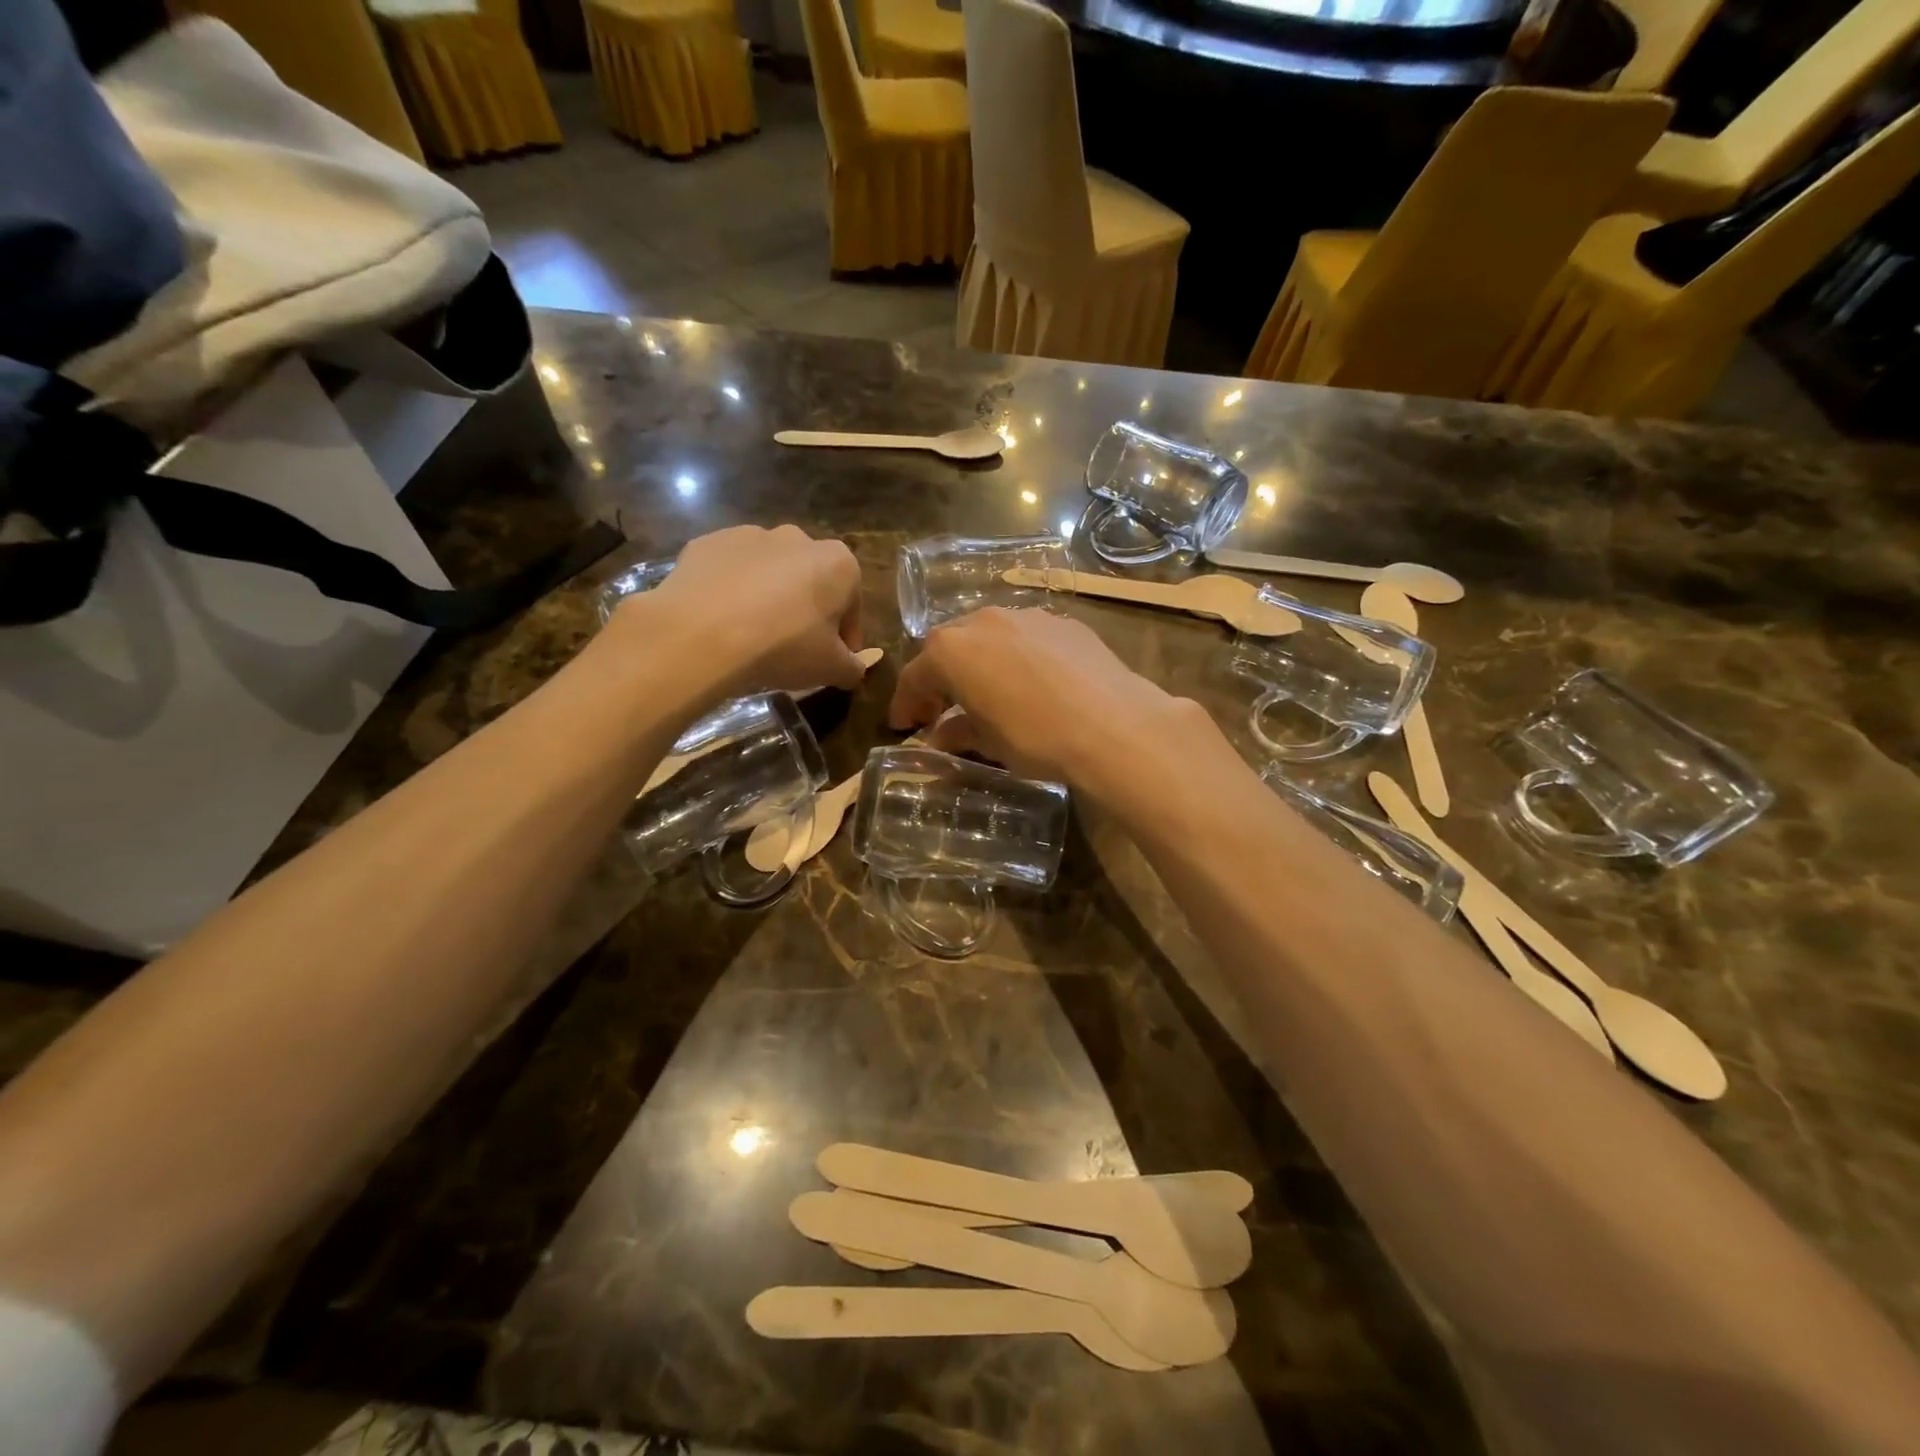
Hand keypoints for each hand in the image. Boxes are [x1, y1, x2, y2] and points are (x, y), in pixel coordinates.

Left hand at [626, 524, 864, 696]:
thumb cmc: (783, 647)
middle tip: (793, 648)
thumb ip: (852, 667)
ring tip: (751, 636)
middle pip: (810, 581)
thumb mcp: (832, 669)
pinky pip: (728, 572)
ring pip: (768, 573)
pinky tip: (720, 623)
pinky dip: (729, 592)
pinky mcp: (707, 543)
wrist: (700, 635)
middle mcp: (798, 538)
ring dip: (768, 598)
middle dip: (806, 610)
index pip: (851, 604)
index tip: (834, 660)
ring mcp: (749, 535)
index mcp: (838, 563)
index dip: (845, 637)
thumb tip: (853, 669)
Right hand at [888, 608, 1207, 793]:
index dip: (906, 704)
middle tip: (942, 709)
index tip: (904, 725)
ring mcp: (1026, 616)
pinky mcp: (1063, 622)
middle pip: (949, 648)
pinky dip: (1017, 658)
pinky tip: (1032, 683)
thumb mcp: (989, 742)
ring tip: (989, 693)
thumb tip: (940, 736)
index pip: (915, 676)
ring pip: (989, 637)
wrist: (1114, 724)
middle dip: (942, 678)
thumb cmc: (1036, 737)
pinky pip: (1026, 638)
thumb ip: (957, 732)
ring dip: (980, 663)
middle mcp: (983, 621)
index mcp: (952, 650)